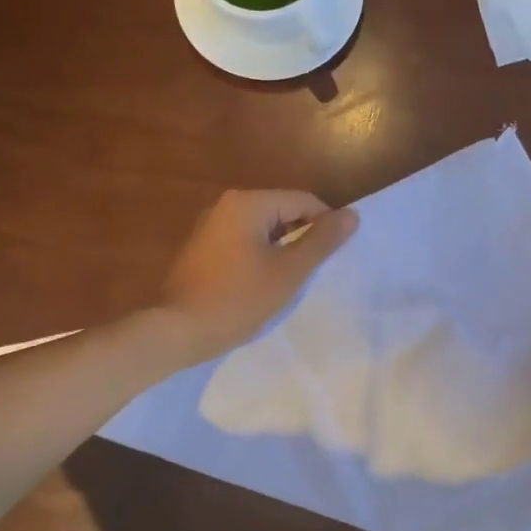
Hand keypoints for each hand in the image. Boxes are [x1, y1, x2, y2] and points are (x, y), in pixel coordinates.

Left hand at [159, 190, 358, 363]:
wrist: (178, 329)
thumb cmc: (238, 299)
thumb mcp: (288, 271)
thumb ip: (321, 241)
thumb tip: (352, 215)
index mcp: (248, 203)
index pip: (303, 201)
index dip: (326, 225)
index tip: (334, 257)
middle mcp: (227, 205)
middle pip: (282, 211)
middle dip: (303, 237)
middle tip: (314, 271)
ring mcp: (211, 225)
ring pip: (263, 228)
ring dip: (282, 249)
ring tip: (292, 279)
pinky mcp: (203, 247)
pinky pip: (244, 241)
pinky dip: (261, 256)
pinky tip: (264, 283)